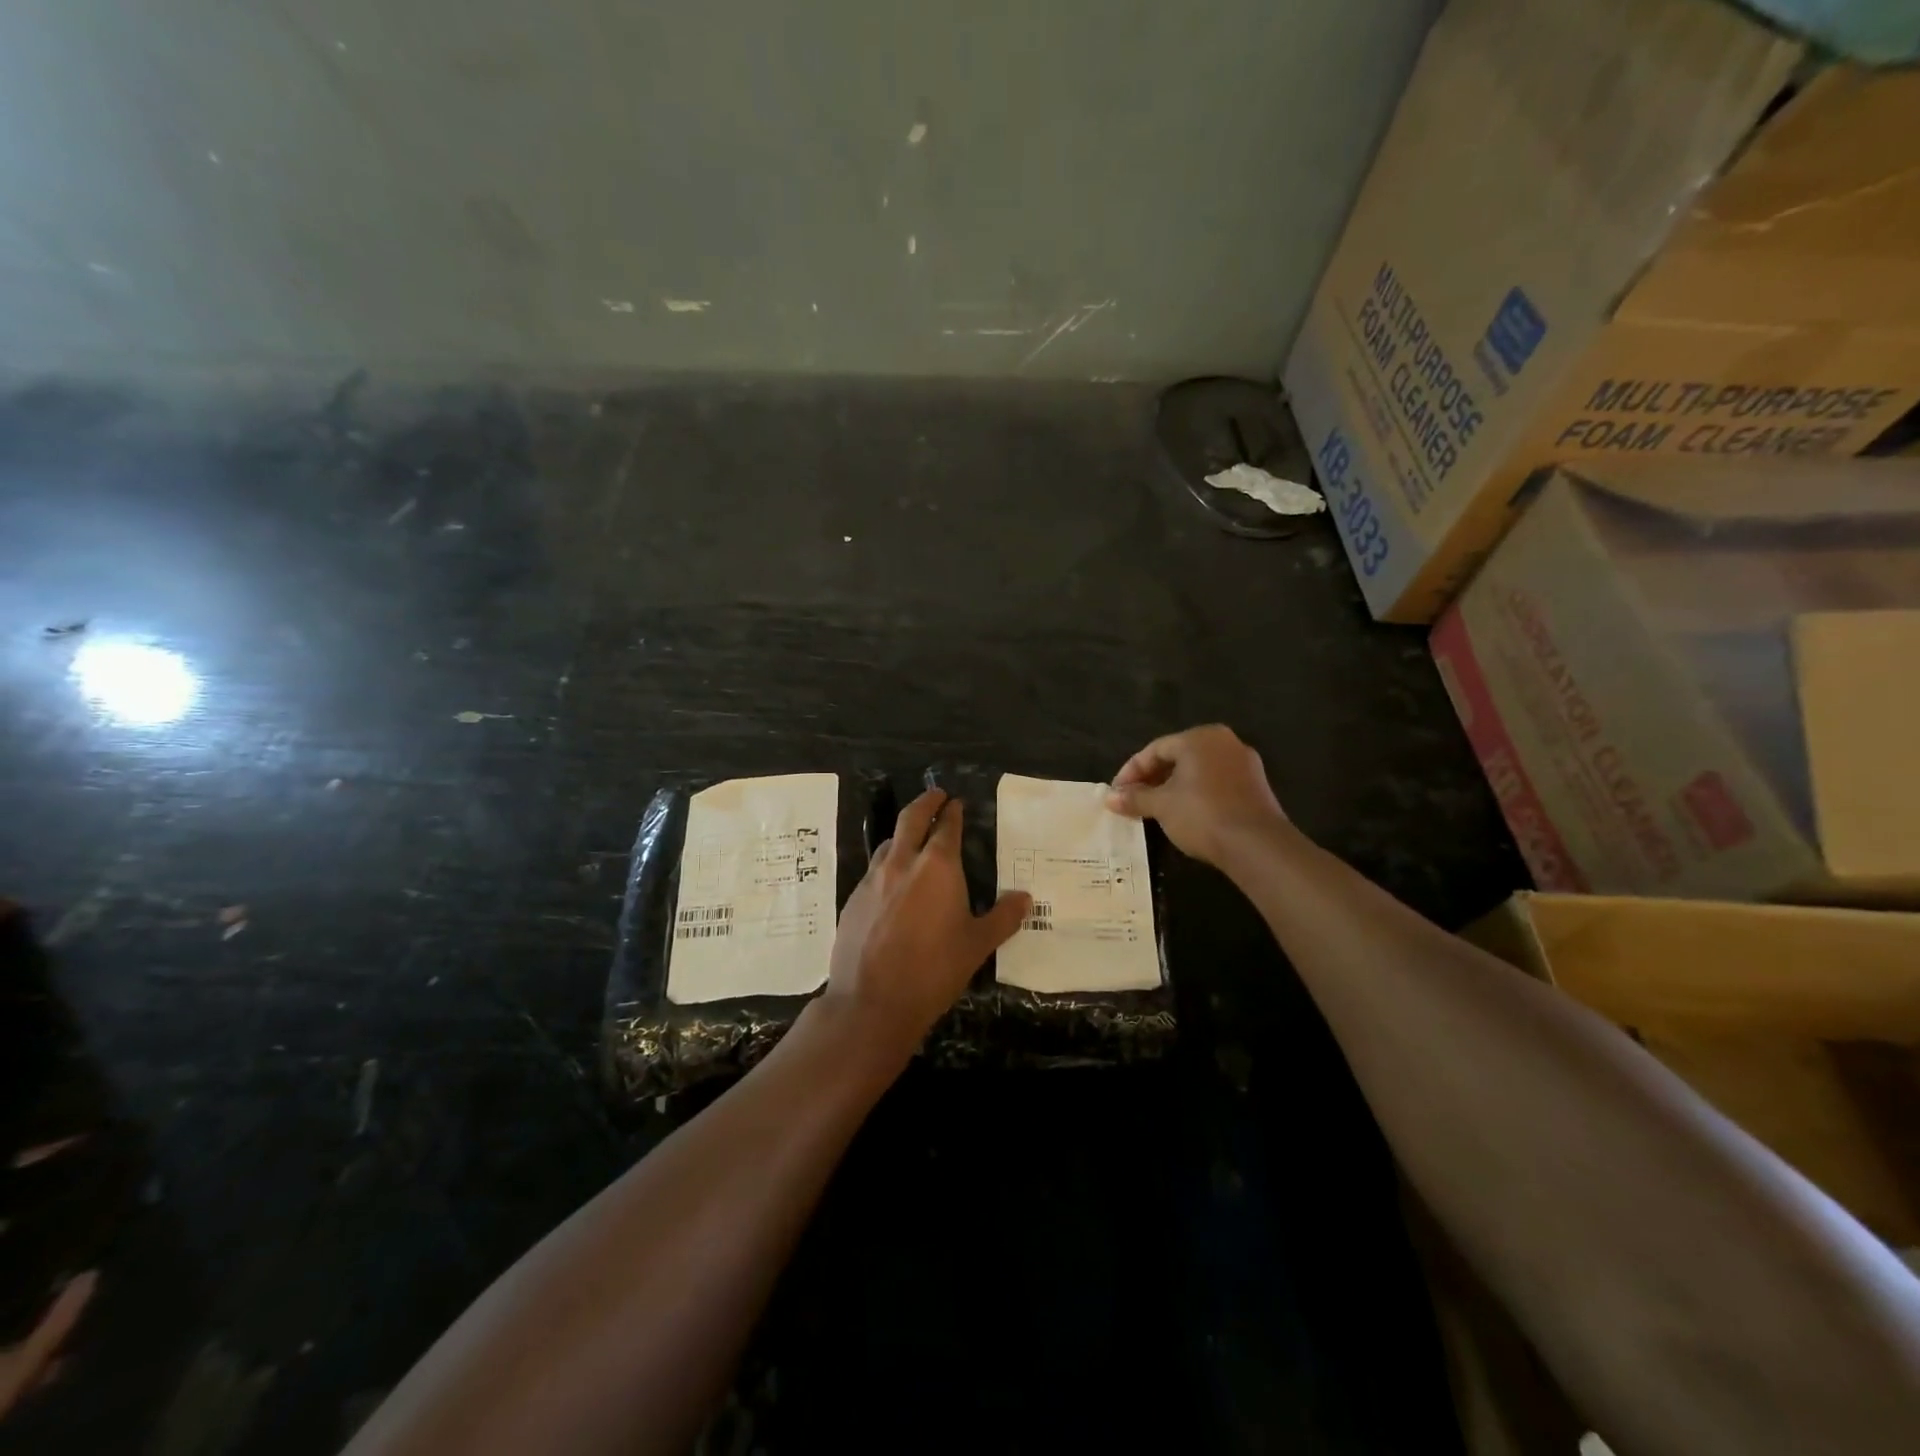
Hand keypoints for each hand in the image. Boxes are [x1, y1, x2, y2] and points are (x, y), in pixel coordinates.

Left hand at [822, 789, 1030, 1057]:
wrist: (872, 1002)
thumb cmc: (933, 970)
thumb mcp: (977, 946)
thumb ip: (1003, 917)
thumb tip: (1025, 897)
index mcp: (937, 867)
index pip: (946, 826)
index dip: (952, 811)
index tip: (956, 802)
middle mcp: (903, 863)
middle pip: (911, 818)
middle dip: (925, 803)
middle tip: (936, 795)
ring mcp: (873, 879)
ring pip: (889, 843)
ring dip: (903, 833)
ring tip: (913, 838)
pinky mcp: (853, 900)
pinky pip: (874, 871)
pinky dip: (887, 865)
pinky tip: (892, 884)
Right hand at [1105, 725, 1288, 865]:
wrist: (1257, 845)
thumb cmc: (1202, 814)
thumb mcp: (1161, 806)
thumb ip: (1135, 798)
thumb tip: (1110, 798)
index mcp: (1199, 737)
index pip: (1155, 749)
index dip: (1131, 772)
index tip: (1117, 794)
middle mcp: (1224, 742)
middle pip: (1177, 757)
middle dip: (1152, 779)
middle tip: (1133, 801)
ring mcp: (1244, 763)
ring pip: (1197, 771)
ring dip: (1173, 788)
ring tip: (1155, 810)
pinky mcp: (1256, 786)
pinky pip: (1216, 783)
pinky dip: (1196, 794)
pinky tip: (1185, 814)